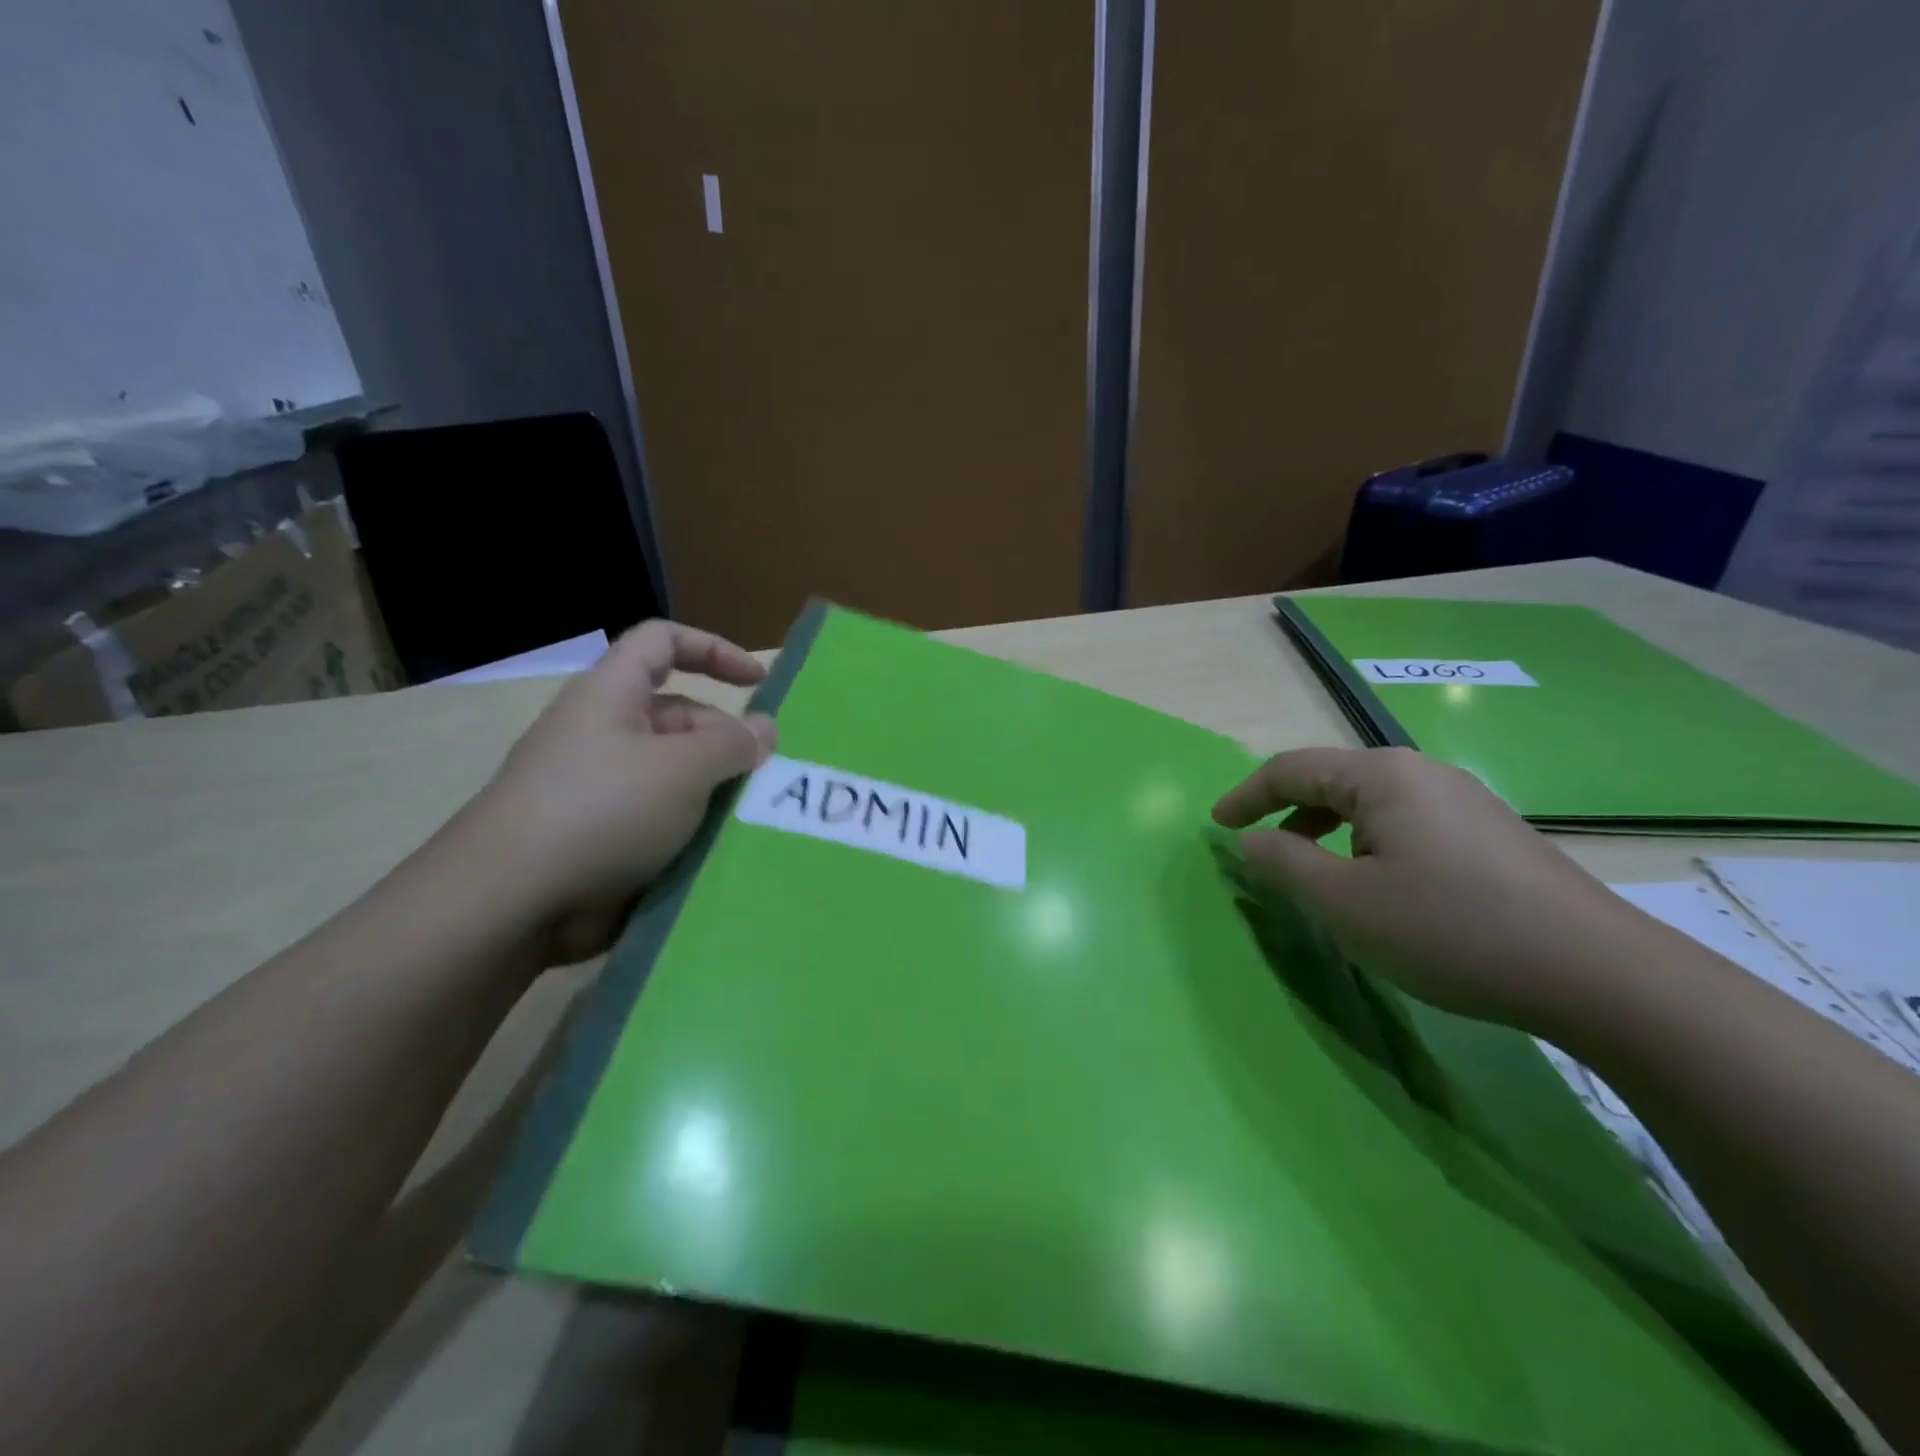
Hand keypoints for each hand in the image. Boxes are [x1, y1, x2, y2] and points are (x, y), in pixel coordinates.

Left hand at [453, 620, 776, 965]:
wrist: (510, 902)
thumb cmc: (602, 810)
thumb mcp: (682, 768)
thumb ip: (732, 744)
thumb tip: (764, 730)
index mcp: (611, 696)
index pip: (662, 642)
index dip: (713, 649)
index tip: (758, 683)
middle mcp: (603, 734)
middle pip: (679, 718)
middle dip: (726, 743)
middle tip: (767, 779)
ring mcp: (600, 789)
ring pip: (675, 776)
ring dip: (716, 794)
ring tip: (755, 821)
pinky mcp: (602, 838)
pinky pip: (661, 821)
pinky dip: (693, 832)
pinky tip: (724, 854)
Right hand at [1212, 747, 1646, 1032]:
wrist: (1599, 974)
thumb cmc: (1449, 929)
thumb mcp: (1344, 902)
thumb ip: (1283, 863)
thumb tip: (1251, 840)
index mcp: (1381, 776)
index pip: (1290, 768)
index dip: (1246, 796)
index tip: (1216, 825)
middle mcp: (1423, 773)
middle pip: (1332, 780)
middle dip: (1287, 811)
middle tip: (1261, 850)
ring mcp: (1464, 802)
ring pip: (1371, 804)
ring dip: (1328, 830)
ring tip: (1316, 873)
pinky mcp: (1492, 835)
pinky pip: (1406, 824)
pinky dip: (1369, 844)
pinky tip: (1381, 886)